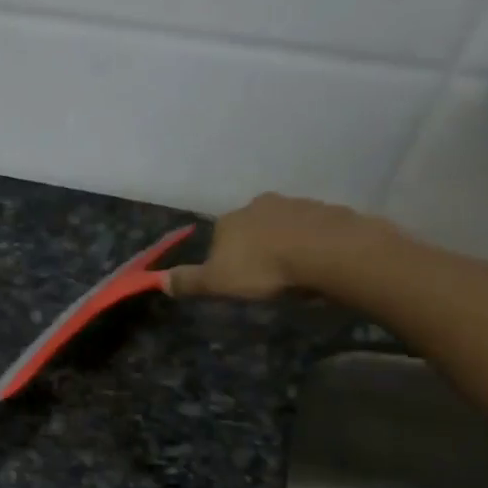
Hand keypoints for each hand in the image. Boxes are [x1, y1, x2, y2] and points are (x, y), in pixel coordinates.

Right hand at [166, 193, 375, 299]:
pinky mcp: (328, 211)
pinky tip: (318, 263)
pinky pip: (314, 229)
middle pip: (251, 227)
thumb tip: (158, 281)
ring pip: (283, 225)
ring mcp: (296, 204)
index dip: (224, 258)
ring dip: (285, 243)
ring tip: (294, 271)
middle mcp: (259, 205)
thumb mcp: (217, 282)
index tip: (235, 278)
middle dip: (255, 246)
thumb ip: (189, 281)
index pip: (218, 236)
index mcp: (229, 220)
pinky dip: (312, 243)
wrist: (329, 253)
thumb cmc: (264, 268)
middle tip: (265, 275)